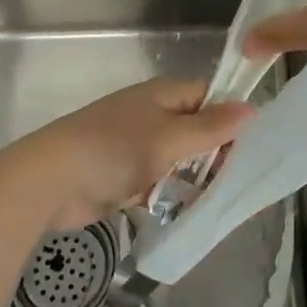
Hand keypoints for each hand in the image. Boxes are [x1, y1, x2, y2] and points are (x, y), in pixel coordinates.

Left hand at [10, 78, 254, 230]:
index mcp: (163, 94)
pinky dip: (171, 194)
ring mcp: (136, 145)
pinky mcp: (124, 176)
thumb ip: (211, 127)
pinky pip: (159, 181)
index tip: (255, 144)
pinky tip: (190, 212)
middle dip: (217, 153)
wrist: (51, 181)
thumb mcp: (169, 138)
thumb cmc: (114, 150)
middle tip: (241, 179)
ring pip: (179, 159)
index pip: (209, 96)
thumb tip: (252, 108)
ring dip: (195, 178)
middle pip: (196, 129)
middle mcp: (152, 114)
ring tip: (222, 200)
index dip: (231, 116)